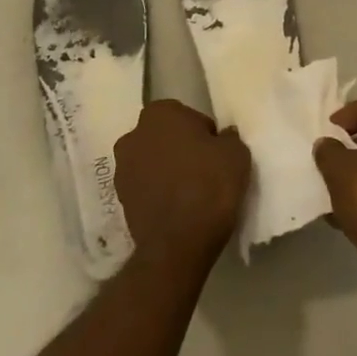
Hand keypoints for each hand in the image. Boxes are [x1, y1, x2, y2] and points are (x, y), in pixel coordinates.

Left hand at [114, 100, 250, 266]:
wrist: (178, 242)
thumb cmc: (209, 185)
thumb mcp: (236, 153)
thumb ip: (228, 137)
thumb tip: (221, 138)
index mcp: (160, 113)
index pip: (188, 116)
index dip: (204, 134)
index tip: (216, 153)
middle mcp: (134, 134)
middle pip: (165, 137)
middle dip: (180, 148)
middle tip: (204, 169)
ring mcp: (121, 168)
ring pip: (152, 161)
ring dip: (166, 170)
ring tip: (190, 191)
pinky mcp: (119, 199)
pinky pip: (145, 187)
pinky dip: (158, 192)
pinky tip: (177, 207)